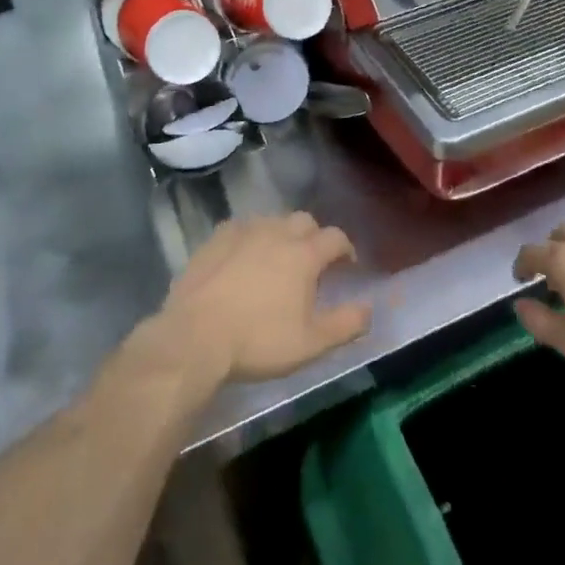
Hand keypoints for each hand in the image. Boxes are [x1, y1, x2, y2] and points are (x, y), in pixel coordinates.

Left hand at [156, 212, 371, 385]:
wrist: (195, 337)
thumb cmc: (259, 341)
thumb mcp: (311, 343)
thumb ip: (346, 324)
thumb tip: (370, 309)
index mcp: (304, 254)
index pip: (335, 237)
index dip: (346, 249)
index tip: (347, 265)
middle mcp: (276, 233)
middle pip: (304, 221)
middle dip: (314, 236)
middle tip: (313, 261)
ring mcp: (243, 232)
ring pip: (272, 220)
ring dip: (282, 234)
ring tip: (278, 258)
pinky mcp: (215, 239)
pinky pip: (241, 227)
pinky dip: (250, 237)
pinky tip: (244, 255)